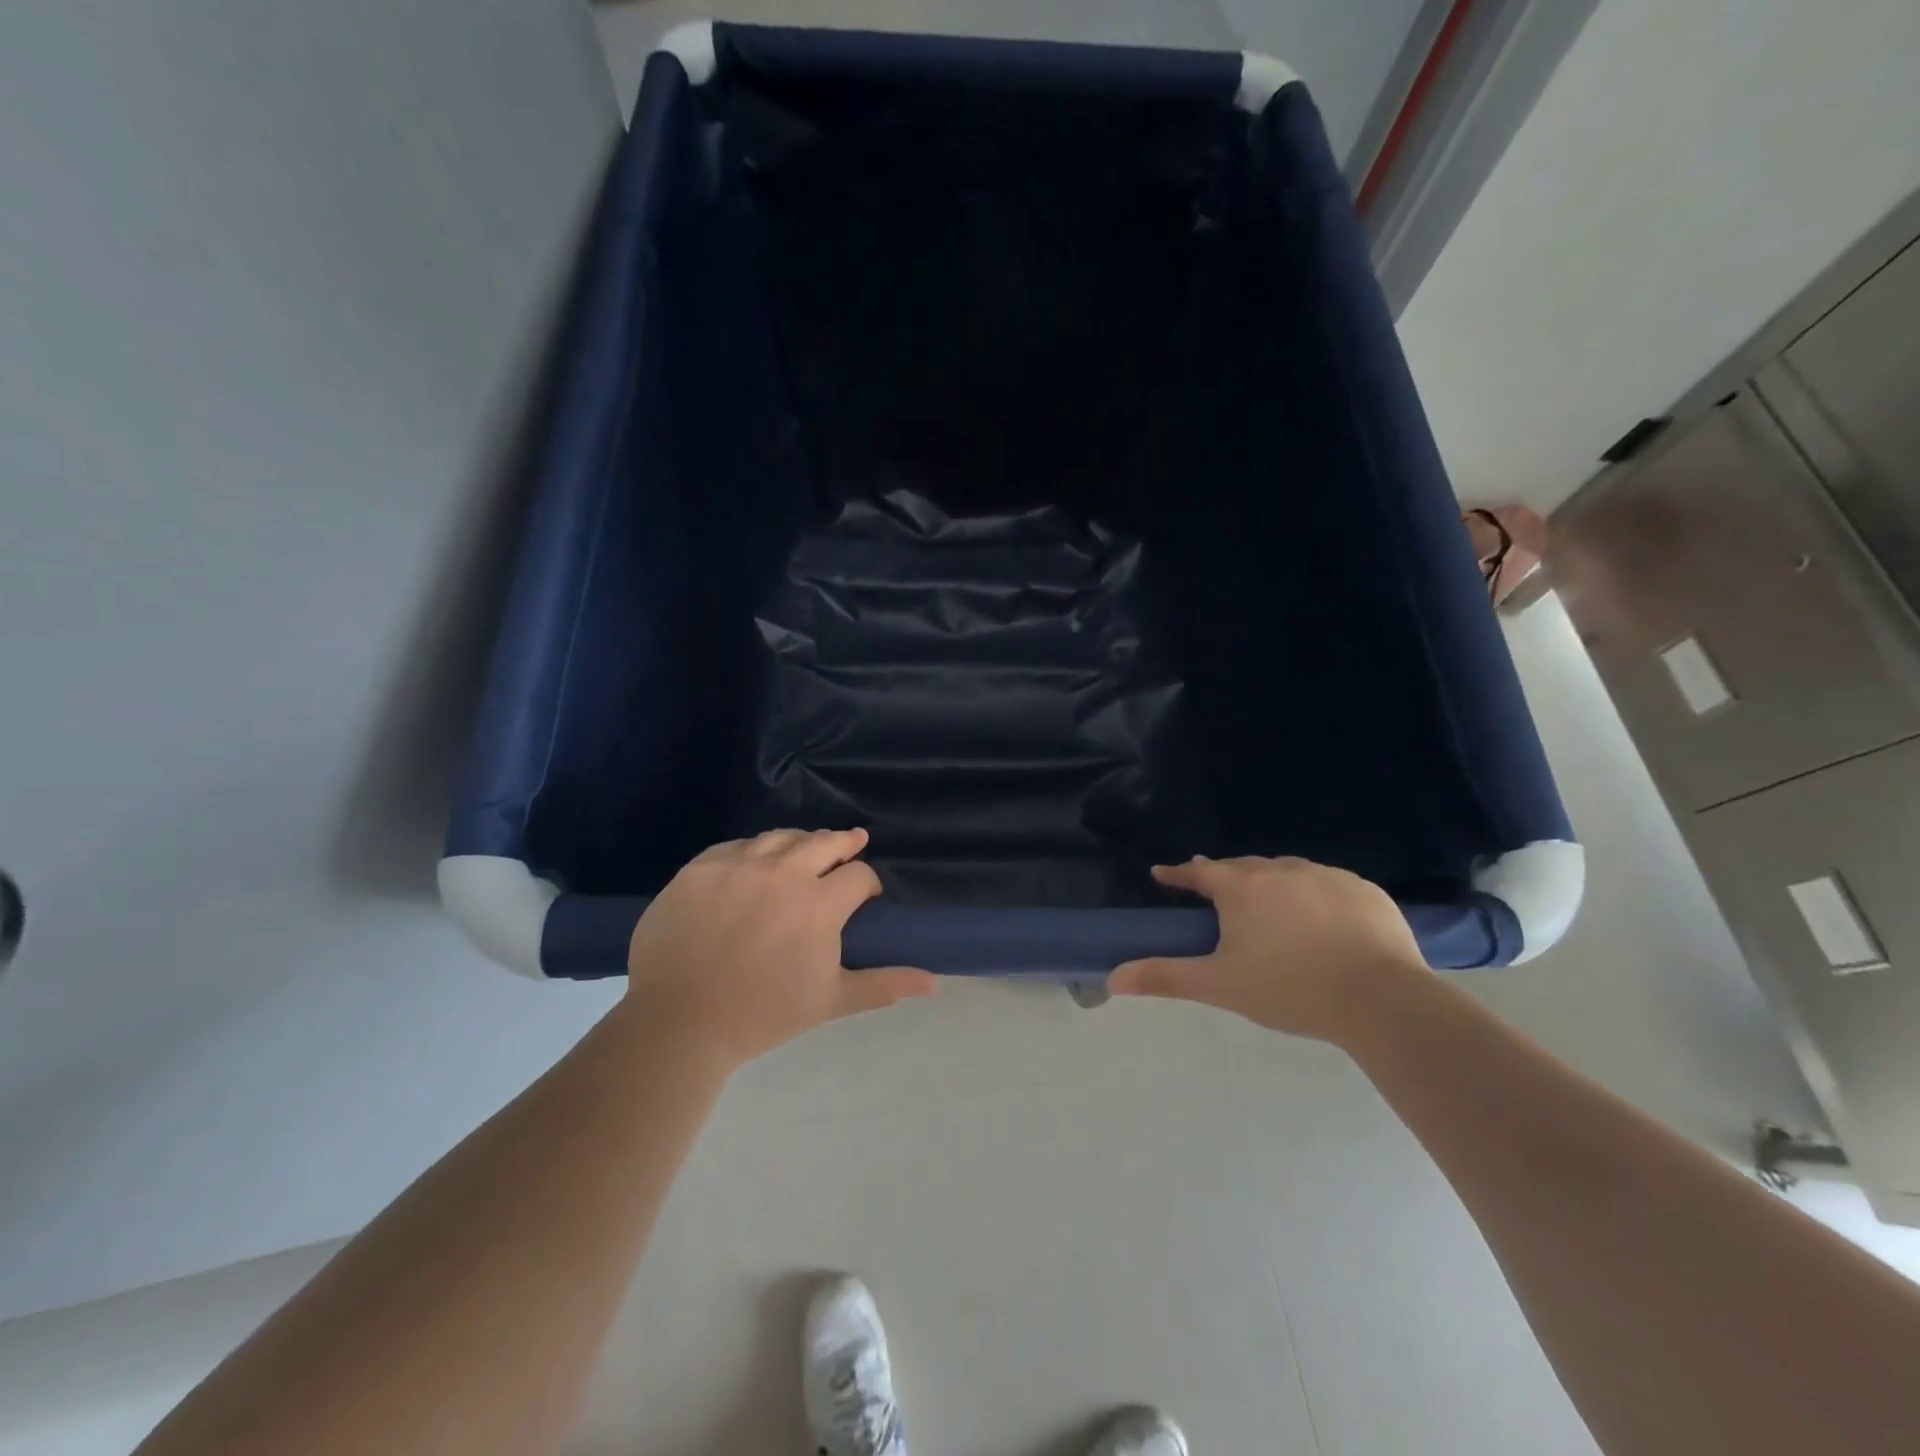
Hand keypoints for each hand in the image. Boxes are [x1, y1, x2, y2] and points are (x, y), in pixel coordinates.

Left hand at [622, 828, 936, 1067]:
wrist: (679, 1021)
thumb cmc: (763, 1014)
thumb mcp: (831, 1001)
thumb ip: (884, 984)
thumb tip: (934, 982)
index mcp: (819, 903)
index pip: (858, 875)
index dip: (868, 882)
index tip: (866, 895)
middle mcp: (782, 872)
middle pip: (824, 841)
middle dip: (844, 843)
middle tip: (852, 843)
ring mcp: (737, 865)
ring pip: (781, 837)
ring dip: (801, 841)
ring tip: (806, 849)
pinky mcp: (700, 868)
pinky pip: (736, 846)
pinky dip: (754, 850)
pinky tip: (755, 862)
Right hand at [1108, 856, 1427, 1043]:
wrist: (1380, 1000)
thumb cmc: (1289, 989)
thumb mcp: (1219, 985)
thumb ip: (1165, 977)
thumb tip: (1112, 979)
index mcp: (1242, 888)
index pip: (1199, 872)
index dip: (1178, 874)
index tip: (1162, 874)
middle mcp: (1281, 870)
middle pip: (1243, 867)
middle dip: (1225, 876)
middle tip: (1215, 890)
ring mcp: (1327, 876)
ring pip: (1287, 871)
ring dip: (1270, 882)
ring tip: (1268, 904)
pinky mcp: (1365, 890)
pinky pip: (1328, 884)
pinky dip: (1314, 894)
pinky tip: (1321, 918)